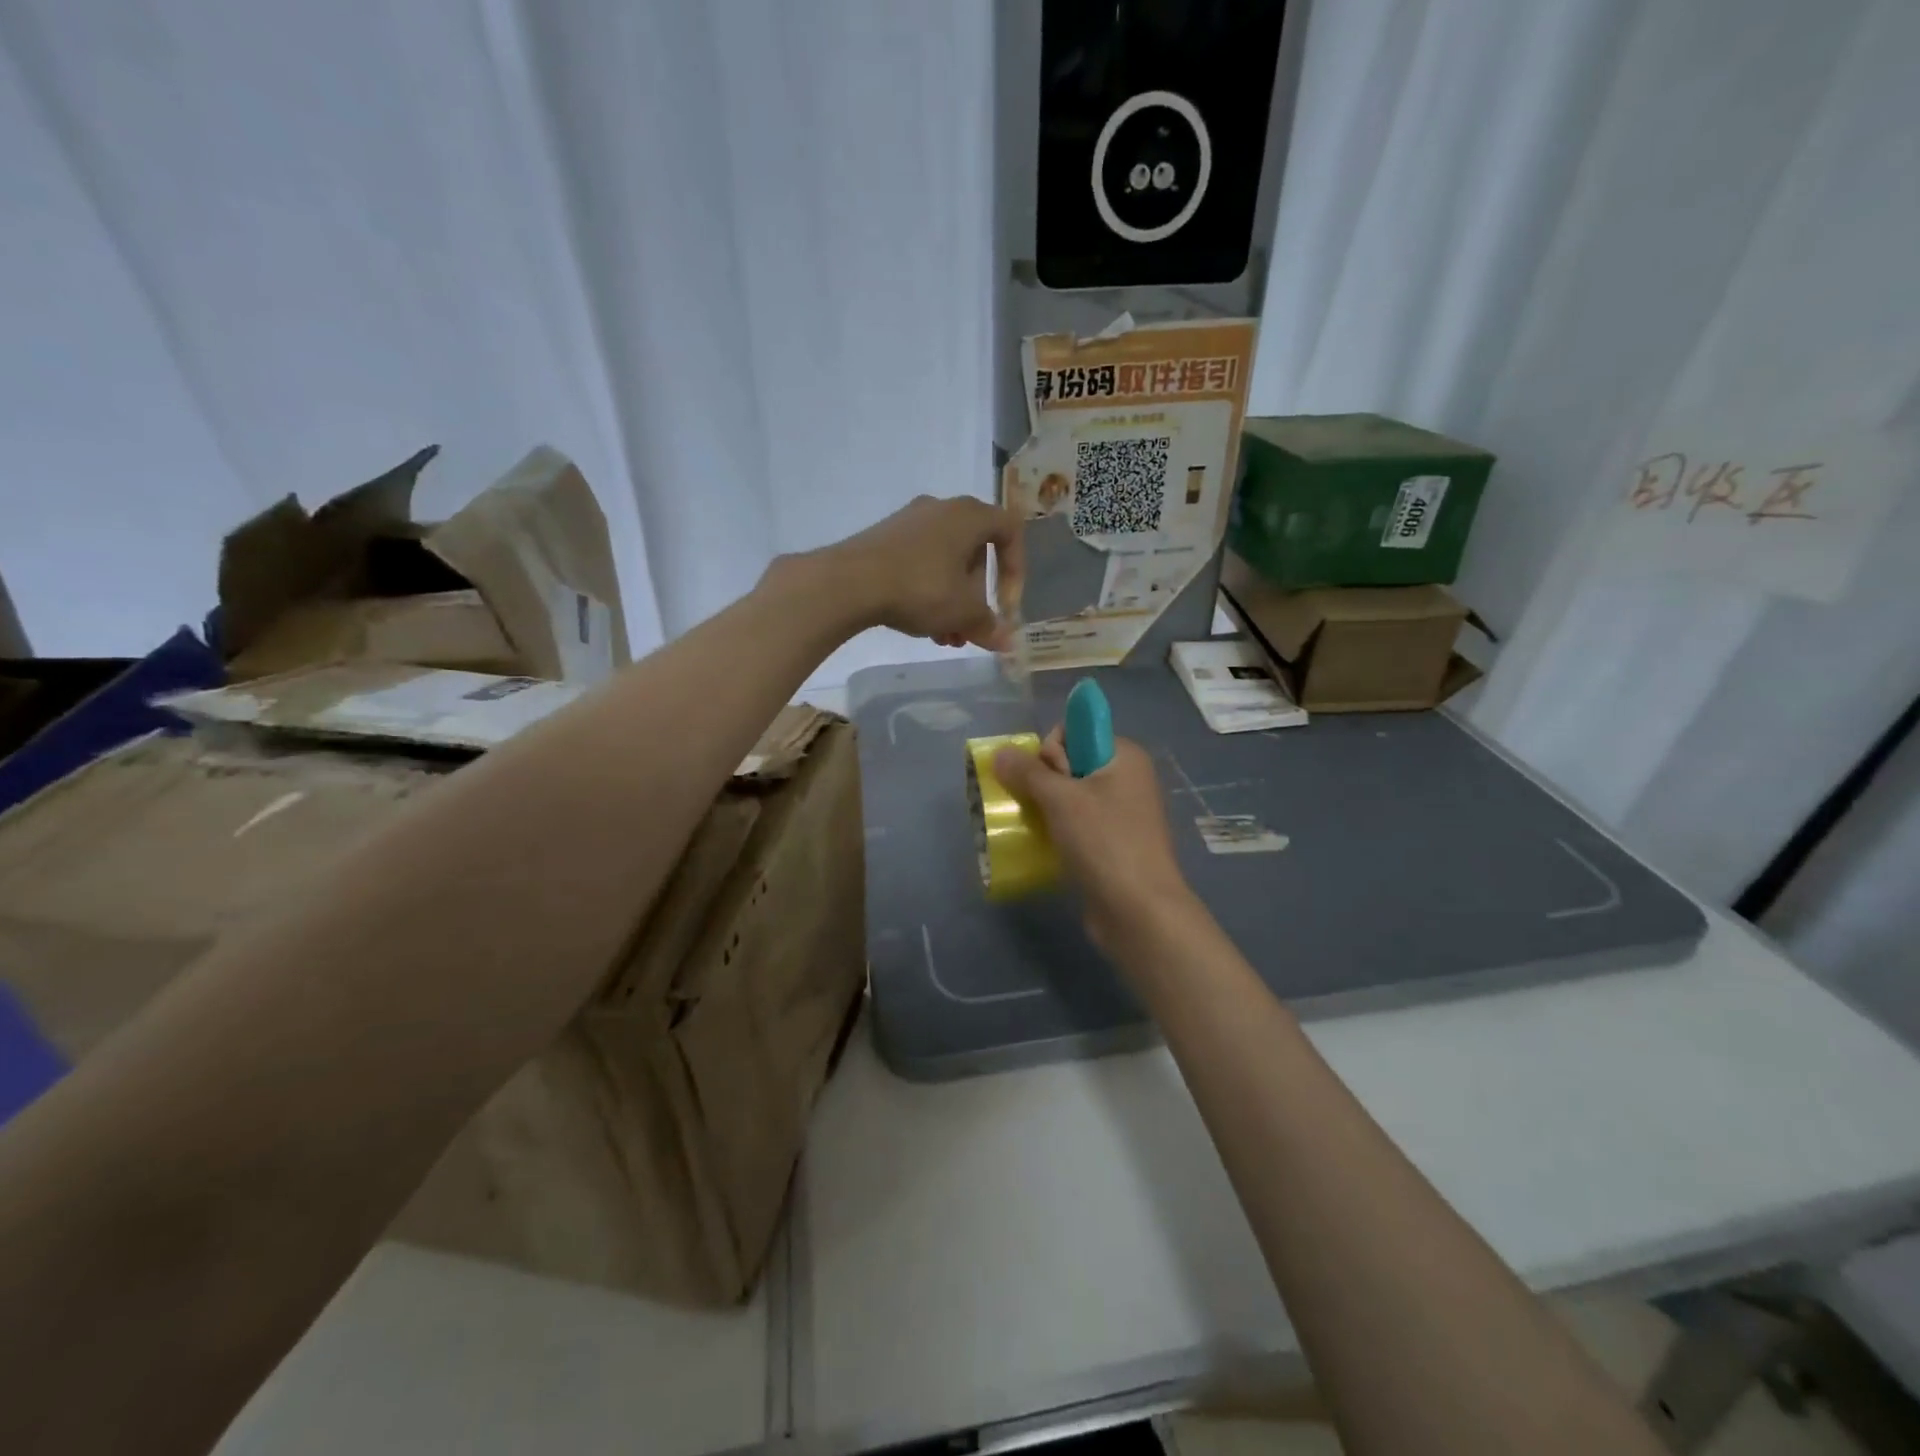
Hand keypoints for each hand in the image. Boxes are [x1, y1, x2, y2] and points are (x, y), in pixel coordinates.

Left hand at [815, 495, 1022, 649]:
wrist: (849, 581)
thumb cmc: (920, 588)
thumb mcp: (962, 612)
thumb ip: (989, 625)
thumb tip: (1007, 642)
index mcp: (969, 515)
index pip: (1010, 531)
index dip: (1016, 570)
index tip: (1006, 605)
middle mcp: (941, 509)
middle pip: (974, 553)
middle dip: (976, 597)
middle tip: (970, 629)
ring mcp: (909, 521)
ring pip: (945, 564)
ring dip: (952, 602)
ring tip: (945, 638)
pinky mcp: (883, 538)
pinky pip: (919, 563)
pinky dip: (927, 592)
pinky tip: (919, 625)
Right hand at [993, 730, 1196, 953]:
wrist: (1139, 912)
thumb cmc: (1104, 843)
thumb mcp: (1061, 799)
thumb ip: (1027, 772)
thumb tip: (999, 752)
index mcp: (1124, 755)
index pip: (1074, 730)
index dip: (1053, 751)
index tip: (1053, 780)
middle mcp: (1126, 778)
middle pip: (1068, 763)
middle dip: (1044, 782)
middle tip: (1047, 810)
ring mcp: (1120, 812)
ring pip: (1068, 796)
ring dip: (1045, 809)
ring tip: (1037, 828)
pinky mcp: (1111, 843)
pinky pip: (1075, 823)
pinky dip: (1057, 830)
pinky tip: (1045, 846)